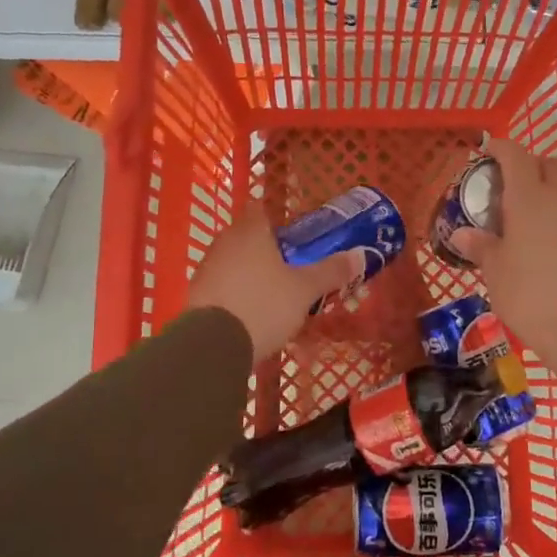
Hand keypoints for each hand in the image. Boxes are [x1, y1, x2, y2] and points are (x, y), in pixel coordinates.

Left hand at [185, 204, 361, 364]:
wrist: (212, 347)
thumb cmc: (264, 305)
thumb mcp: (305, 290)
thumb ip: (331, 271)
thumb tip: (360, 255)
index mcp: (251, 232)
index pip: (260, 209)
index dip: (277, 218)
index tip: (295, 234)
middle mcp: (224, 243)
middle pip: (247, 236)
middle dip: (267, 248)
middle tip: (292, 265)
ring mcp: (206, 269)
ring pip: (233, 262)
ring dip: (250, 272)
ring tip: (275, 293)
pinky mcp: (196, 296)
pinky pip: (222, 286)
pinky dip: (236, 293)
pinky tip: (251, 313)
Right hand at [448, 137, 556, 382]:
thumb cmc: (529, 294)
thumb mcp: (495, 271)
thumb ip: (480, 246)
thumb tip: (463, 234)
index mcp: (529, 197)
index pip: (515, 155)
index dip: (500, 148)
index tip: (486, 152)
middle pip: (547, 164)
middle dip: (527, 165)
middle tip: (505, 186)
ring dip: (546, 189)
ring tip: (524, 215)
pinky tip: (545, 239)